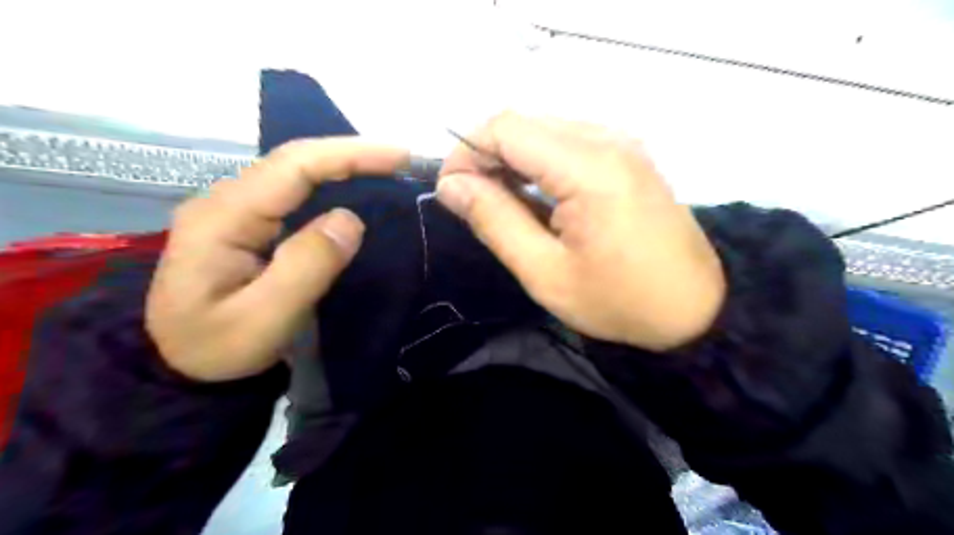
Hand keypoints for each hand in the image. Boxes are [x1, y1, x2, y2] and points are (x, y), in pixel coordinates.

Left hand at [146, 139, 407, 379]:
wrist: (180, 368)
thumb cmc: (219, 348)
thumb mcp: (263, 320)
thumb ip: (305, 267)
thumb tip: (351, 219)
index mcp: (224, 216)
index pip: (294, 165)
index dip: (350, 155)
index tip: (400, 157)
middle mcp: (226, 200)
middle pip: (296, 160)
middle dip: (353, 154)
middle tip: (404, 161)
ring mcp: (233, 209)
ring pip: (296, 172)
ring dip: (344, 166)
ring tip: (388, 170)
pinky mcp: (246, 223)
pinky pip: (295, 191)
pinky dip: (332, 184)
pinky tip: (354, 190)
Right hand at [438, 113, 724, 351]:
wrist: (695, 309)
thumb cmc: (618, 300)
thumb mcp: (545, 272)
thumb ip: (495, 220)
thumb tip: (451, 185)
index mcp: (589, 167)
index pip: (506, 128)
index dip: (467, 152)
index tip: (452, 192)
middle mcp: (608, 139)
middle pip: (524, 123)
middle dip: (486, 156)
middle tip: (474, 202)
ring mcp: (623, 143)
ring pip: (544, 130)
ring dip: (512, 159)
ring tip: (502, 203)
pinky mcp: (628, 155)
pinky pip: (568, 142)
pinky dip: (539, 163)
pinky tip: (536, 197)